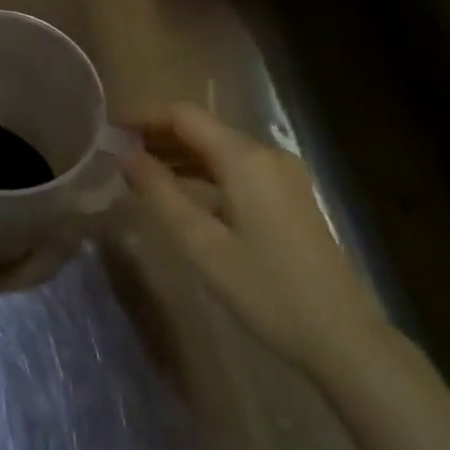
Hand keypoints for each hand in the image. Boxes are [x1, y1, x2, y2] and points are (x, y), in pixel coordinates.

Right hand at [122, 103, 387, 375]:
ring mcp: (281, 174)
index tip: (108, 129)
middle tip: (116, 152)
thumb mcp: (201, 243)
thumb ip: (160, 193)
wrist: (340, 334)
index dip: (143, 116)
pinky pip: (236, 168)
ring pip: (219, 148)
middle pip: (202, 128)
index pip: (184, 115)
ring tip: (138, 171)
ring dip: (178, 153)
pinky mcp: (288, 195)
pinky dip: (203, 171)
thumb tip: (125, 155)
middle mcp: (265, 154)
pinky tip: (180, 191)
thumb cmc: (265, 289)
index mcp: (244, 158)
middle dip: (157, 134)